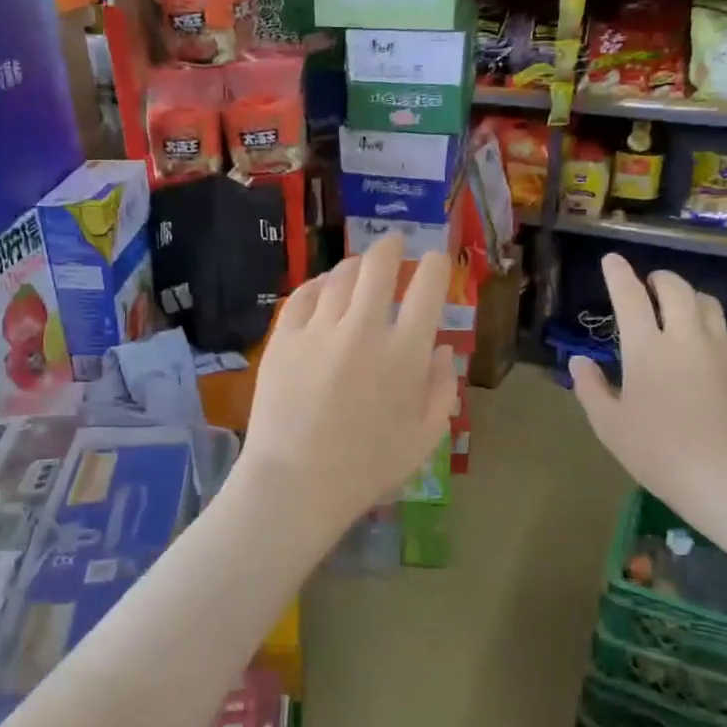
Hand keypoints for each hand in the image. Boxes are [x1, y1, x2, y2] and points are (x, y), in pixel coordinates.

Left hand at [240, 236, 455, 533]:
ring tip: (359, 267)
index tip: (435, 259)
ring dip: (355, 265)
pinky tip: (321, 288)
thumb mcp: (425, 439)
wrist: (296, 484)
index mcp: (405, 353)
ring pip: (339, 276)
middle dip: (391, 246)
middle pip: (379, 266)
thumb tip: (443, 349)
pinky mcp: (283, 339)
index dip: (435, 265)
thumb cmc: (367, 469)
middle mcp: (364, 329)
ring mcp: (319, 330)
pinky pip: (302, 295)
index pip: (428, 288)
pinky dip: (316, 285)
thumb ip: (442, 389)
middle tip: (394, 243)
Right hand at [570, 255, 726, 524]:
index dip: (618, 274)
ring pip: (708, 304)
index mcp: (646, 349)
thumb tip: (580, 361)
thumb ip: (591, 388)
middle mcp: (686, 336)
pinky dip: (713, 329)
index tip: (612, 259)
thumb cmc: (658, 453)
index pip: (629, 296)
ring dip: (690, 298)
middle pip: (675, 288)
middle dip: (659, 279)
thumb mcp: (610, 425)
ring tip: (681, 310)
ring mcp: (722, 348)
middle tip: (650, 284)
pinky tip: (709, 348)